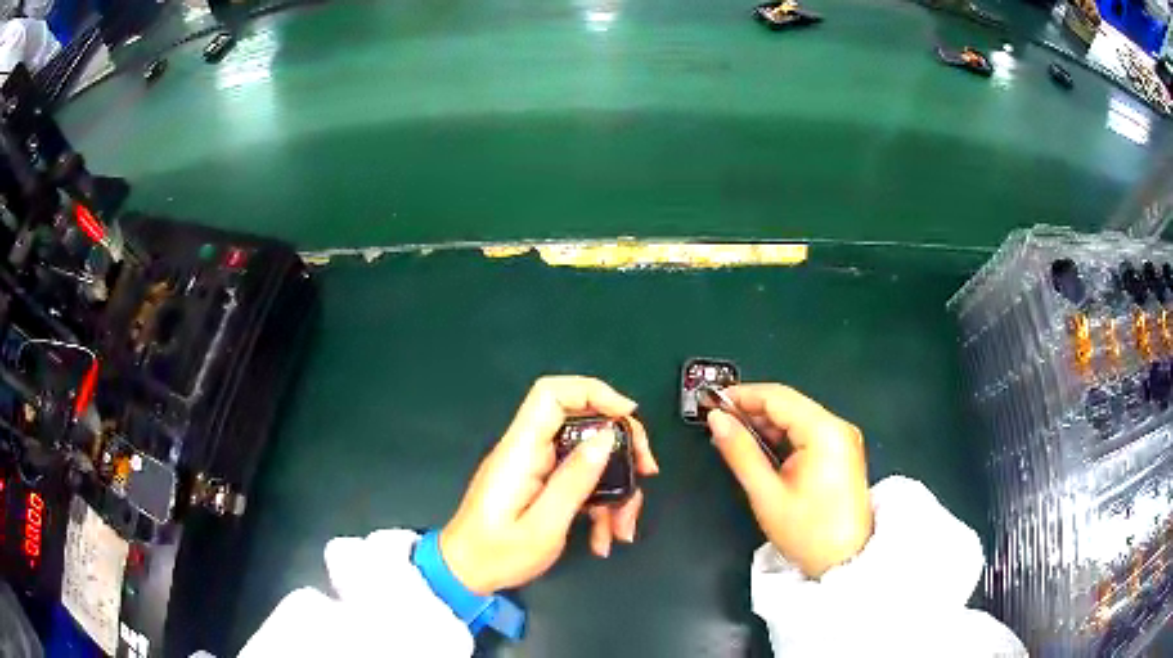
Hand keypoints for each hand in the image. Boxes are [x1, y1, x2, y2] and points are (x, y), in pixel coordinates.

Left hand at [440, 376, 658, 594]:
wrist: (465, 574)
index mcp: (521, 451)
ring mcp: (535, 468)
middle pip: (582, 424)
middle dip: (621, 447)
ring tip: (622, 530)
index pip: (551, 394)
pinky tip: (604, 538)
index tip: (629, 416)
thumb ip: (575, 480)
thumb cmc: (497, 554)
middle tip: (646, 473)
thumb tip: (607, 436)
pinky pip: (579, 481)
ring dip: (614, 489)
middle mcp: (528, 451)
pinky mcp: (540, 485)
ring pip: (588, 458)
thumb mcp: (544, 526)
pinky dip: (599, 505)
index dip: (593, 392)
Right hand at [707, 384, 871, 578]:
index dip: (742, 395)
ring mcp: (843, 439)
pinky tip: (762, 451)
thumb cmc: (807, 533)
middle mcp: (838, 428)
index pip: (778, 397)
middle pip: (789, 404)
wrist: (844, 562)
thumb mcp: (767, 494)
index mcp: (825, 432)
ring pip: (797, 416)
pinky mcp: (842, 452)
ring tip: (737, 441)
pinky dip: (783, 437)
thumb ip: (740, 452)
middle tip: (720, 425)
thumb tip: (718, 421)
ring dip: (766, 424)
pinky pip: (807, 432)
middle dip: (753, 410)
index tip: (713, 403)